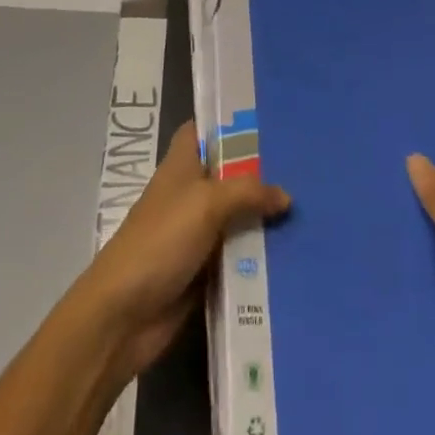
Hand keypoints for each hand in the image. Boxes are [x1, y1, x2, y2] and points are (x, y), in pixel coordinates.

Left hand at [76, 121, 290, 381]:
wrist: (123, 316)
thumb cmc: (160, 241)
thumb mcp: (206, 204)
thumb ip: (248, 192)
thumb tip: (285, 196)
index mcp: (180, 167)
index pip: (201, 131)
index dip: (228, 123)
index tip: (266, 119)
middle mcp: (189, 195)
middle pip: (228, 175)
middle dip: (260, 172)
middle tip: (305, 164)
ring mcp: (196, 235)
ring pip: (237, 217)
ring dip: (264, 217)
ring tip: (311, 207)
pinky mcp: (203, 272)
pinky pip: (238, 257)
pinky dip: (259, 256)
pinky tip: (295, 251)